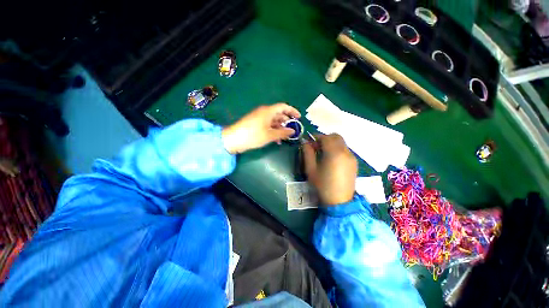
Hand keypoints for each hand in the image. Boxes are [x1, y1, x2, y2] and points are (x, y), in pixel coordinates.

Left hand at [222, 103, 300, 153]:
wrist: (234, 139)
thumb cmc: (253, 135)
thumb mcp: (270, 135)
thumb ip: (283, 132)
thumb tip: (293, 131)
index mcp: (268, 111)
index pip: (283, 107)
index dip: (292, 111)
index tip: (299, 118)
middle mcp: (264, 112)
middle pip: (279, 114)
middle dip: (287, 122)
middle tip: (293, 130)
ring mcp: (259, 118)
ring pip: (274, 121)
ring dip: (280, 128)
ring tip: (285, 137)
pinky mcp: (256, 124)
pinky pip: (268, 125)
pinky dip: (273, 131)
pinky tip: (276, 139)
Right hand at [303, 134, 356, 205]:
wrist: (339, 202)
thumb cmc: (322, 186)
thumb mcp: (311, 169)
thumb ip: (307, 153)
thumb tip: (305, 142)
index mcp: (334, 153)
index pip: (326, 137)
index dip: (316, 137)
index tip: (309, 141)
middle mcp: (345, 152)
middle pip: (336, 136)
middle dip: (325, 138)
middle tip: (316, 146)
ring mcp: (351, 157)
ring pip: (341, 142)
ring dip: (331, 143)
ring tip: (323, 153)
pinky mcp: (354, 163)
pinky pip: (345, 150)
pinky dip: (337, 149)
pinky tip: (331, 159)